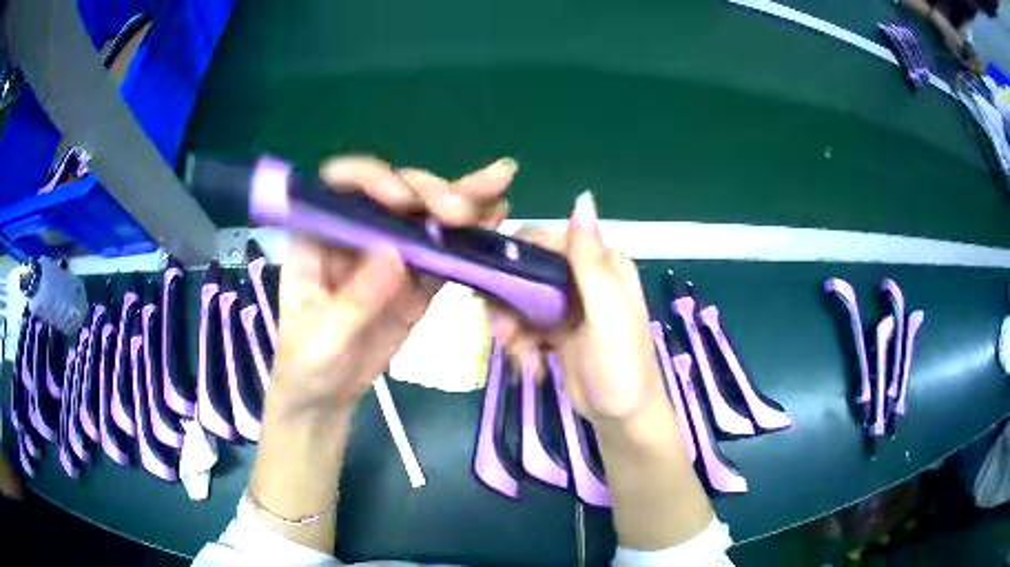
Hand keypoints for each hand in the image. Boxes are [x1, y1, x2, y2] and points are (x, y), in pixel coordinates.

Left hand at [268, 156, 514, 422]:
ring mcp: (390, 254)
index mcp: (319, 236)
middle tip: (460, 212)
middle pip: (394, 194)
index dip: (372, 180)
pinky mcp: (415, 279)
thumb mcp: (323, 338)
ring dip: (461, 200)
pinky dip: (470, 238)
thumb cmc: (306, 364)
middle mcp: (357, 233)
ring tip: (498, 185)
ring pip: (425, 217)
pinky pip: (444, 253)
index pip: (341, 188)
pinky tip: (496, 216)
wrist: (326, 396)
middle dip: (429, 194)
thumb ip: (355, 299)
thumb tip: (396, 253)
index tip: (402, 201)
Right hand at [490, 191, 667, 430]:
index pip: (548, 241)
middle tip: (504, 334)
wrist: (623, 420)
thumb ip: (590, 260)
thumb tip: (583, 197)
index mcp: (602, 265)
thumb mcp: (608, 312)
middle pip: (527, 272)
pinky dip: (520, 346)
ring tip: (521, 358)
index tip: (490, 281)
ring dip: (512, 330)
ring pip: (519, 301)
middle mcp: (584, 279)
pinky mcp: (555, 332)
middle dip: (509, 303)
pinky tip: (532, 368)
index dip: (516, 257)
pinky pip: (523, 326)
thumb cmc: (621, 366)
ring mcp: (568, 307)